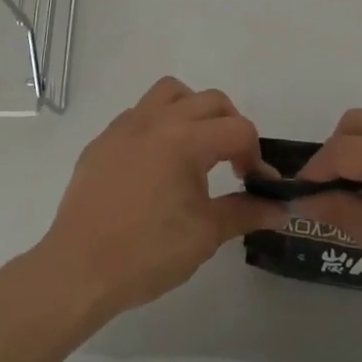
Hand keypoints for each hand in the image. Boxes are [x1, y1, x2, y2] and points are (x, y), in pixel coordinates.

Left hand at [31, 77, 289, 322]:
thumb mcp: (205, 235)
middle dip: (231, 126)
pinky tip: (156, 163)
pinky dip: (158, 124)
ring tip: (196, 148)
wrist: (79, 269)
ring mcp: (126, 125)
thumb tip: (282, 209)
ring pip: (170, 92)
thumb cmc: (147, 253)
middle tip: (233, 165)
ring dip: (192, 110)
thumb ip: (246, 213)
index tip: (257, 185)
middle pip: (210, 101)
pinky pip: (139, 113)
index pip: (238, 129)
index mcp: (186, 139)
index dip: (256, 156)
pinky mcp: (103, 139)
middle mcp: (157, 119)